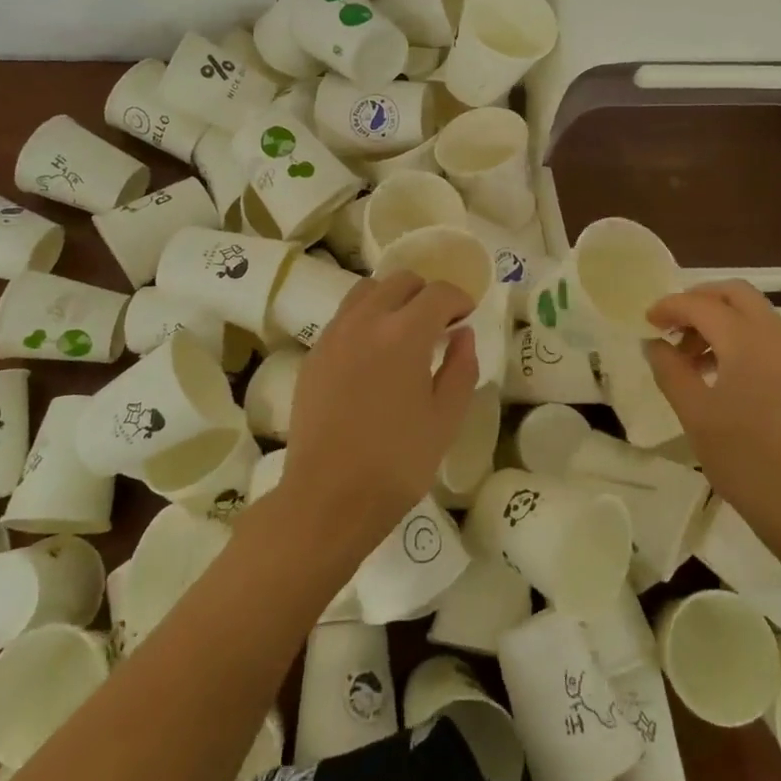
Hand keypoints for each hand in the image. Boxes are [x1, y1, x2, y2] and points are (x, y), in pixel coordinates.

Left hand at [281, 272, 478, 552]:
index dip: (459, 298)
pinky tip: (374, 354)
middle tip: (440, 324)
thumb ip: (461, 368)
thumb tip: (462, 334)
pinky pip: (344, 317)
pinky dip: (366, 318)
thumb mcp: (446, 419)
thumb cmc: (397, 463)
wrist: (327, 499)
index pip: (438, 293)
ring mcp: (334, 335)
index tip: (467, 316)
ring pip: (367, 291)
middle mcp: (366, 321)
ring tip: (404, 332)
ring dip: (392, 299)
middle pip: (400, 281)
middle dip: (426, 294)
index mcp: (404, 334)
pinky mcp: (314, 354)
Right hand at [645, 281, 780, 534]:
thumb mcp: (694, 413)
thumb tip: (654, 343)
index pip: (702, 304)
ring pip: (756, 315)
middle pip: (736, 294)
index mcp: (748, 340)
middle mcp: (779, 336)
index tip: (647, 321)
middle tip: (674, 326)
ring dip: (723, 321)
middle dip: (701, 301)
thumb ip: (670, 370)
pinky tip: (727, 375)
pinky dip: (744, 340)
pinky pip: (772, 339)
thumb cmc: (744, 458)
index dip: (670, 306)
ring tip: (695, 358)